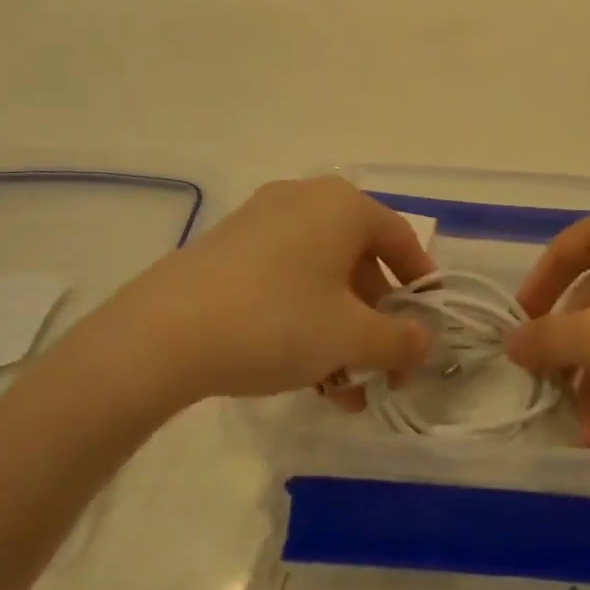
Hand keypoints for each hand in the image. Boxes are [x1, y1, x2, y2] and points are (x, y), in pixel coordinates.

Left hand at [71, 178, 433, 409]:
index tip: (425, 330)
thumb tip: (424, 342)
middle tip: (381, 371)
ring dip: (340, 331)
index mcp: (343, 206)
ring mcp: (262, 220)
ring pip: (321, 276)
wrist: (164, 333)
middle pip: (360, 261)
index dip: (420, 286)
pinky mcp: (229, 246)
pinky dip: (304, 318)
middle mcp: (306, 199)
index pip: (401, 239)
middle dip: (375, 322)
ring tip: (341, 390)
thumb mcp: (350, 337)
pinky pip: (286, 277)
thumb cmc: (277, 321)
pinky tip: (302, 371)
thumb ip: (399, 340)